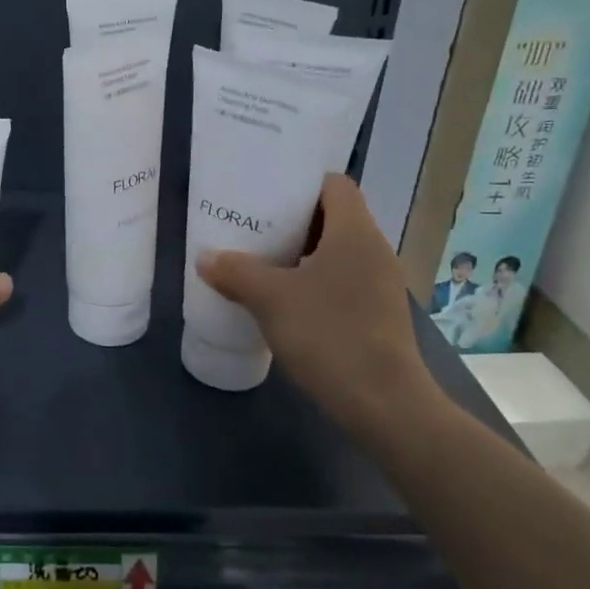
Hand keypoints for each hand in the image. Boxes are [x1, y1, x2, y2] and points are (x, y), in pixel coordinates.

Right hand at [195, 174, 429, 435]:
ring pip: (337, 253)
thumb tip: (206, 258)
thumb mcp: (270, 299)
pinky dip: (314, 282)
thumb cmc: (328, 335)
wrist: (383, 404)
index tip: (267, 193)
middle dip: (293, 221)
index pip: (335, 185)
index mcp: (355, 233)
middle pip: (333, 218)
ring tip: (262, 263)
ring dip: (301, 254)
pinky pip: (342, 282)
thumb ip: (235, 272)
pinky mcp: (378, 316)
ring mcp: (380, 286)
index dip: (301, 183)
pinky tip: (285, 302)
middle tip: (254, 227)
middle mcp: (374, 251)